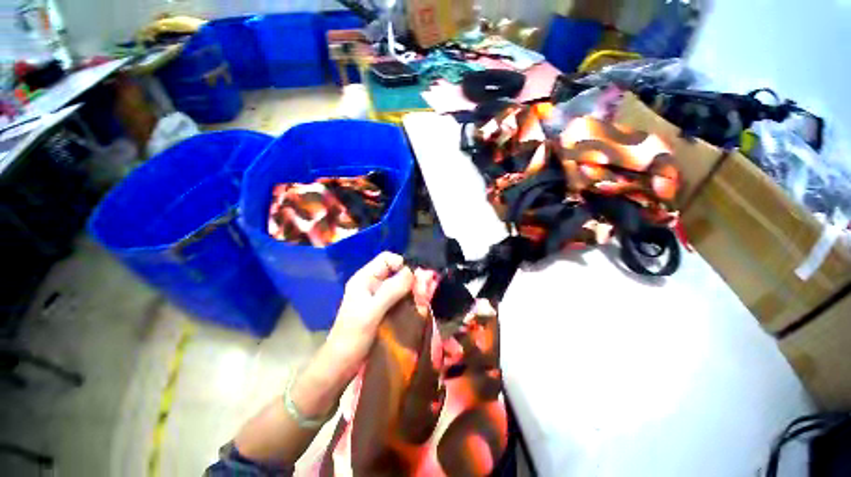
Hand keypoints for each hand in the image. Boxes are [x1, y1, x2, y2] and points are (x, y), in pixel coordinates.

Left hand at [318, 252, 413, 384]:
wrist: (342, 363)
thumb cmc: (353, 336)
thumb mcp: (371, 311)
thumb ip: (391, 290)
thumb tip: (411, 272)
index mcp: (364, 278)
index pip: (386, 259)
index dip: (400, 264)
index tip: (412, 280)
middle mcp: (372, 283)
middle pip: (395, 271)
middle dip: (408, 279)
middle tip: (419, 292)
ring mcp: (378, 296)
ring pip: (399, 284)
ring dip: (410, 290)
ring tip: (419, 301)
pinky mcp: (383, 308)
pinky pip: (399, 297)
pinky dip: (408, 300)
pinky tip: (414, 308)